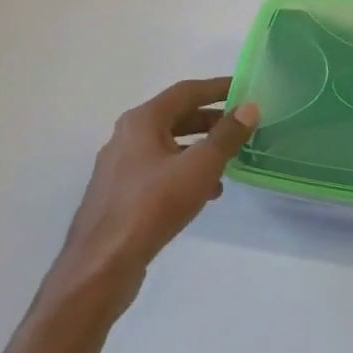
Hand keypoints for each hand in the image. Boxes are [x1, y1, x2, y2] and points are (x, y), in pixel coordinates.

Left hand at [50, 77, 259, 307]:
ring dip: (200, 148)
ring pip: (169, 146)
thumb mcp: (199, 167)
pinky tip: (205, 192)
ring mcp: (121, 166)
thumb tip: (249, 108)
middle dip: (211, 120)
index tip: (245, 89)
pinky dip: (185, 172)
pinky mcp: (122, 193)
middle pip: (176, 117)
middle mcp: (127, 136)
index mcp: (142, 121)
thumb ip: (226, 136)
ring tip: (230, 162)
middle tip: (242, 126)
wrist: (103, 264)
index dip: (218, 88)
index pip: (186, 91)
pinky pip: (160, 170)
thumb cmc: (153, 206)